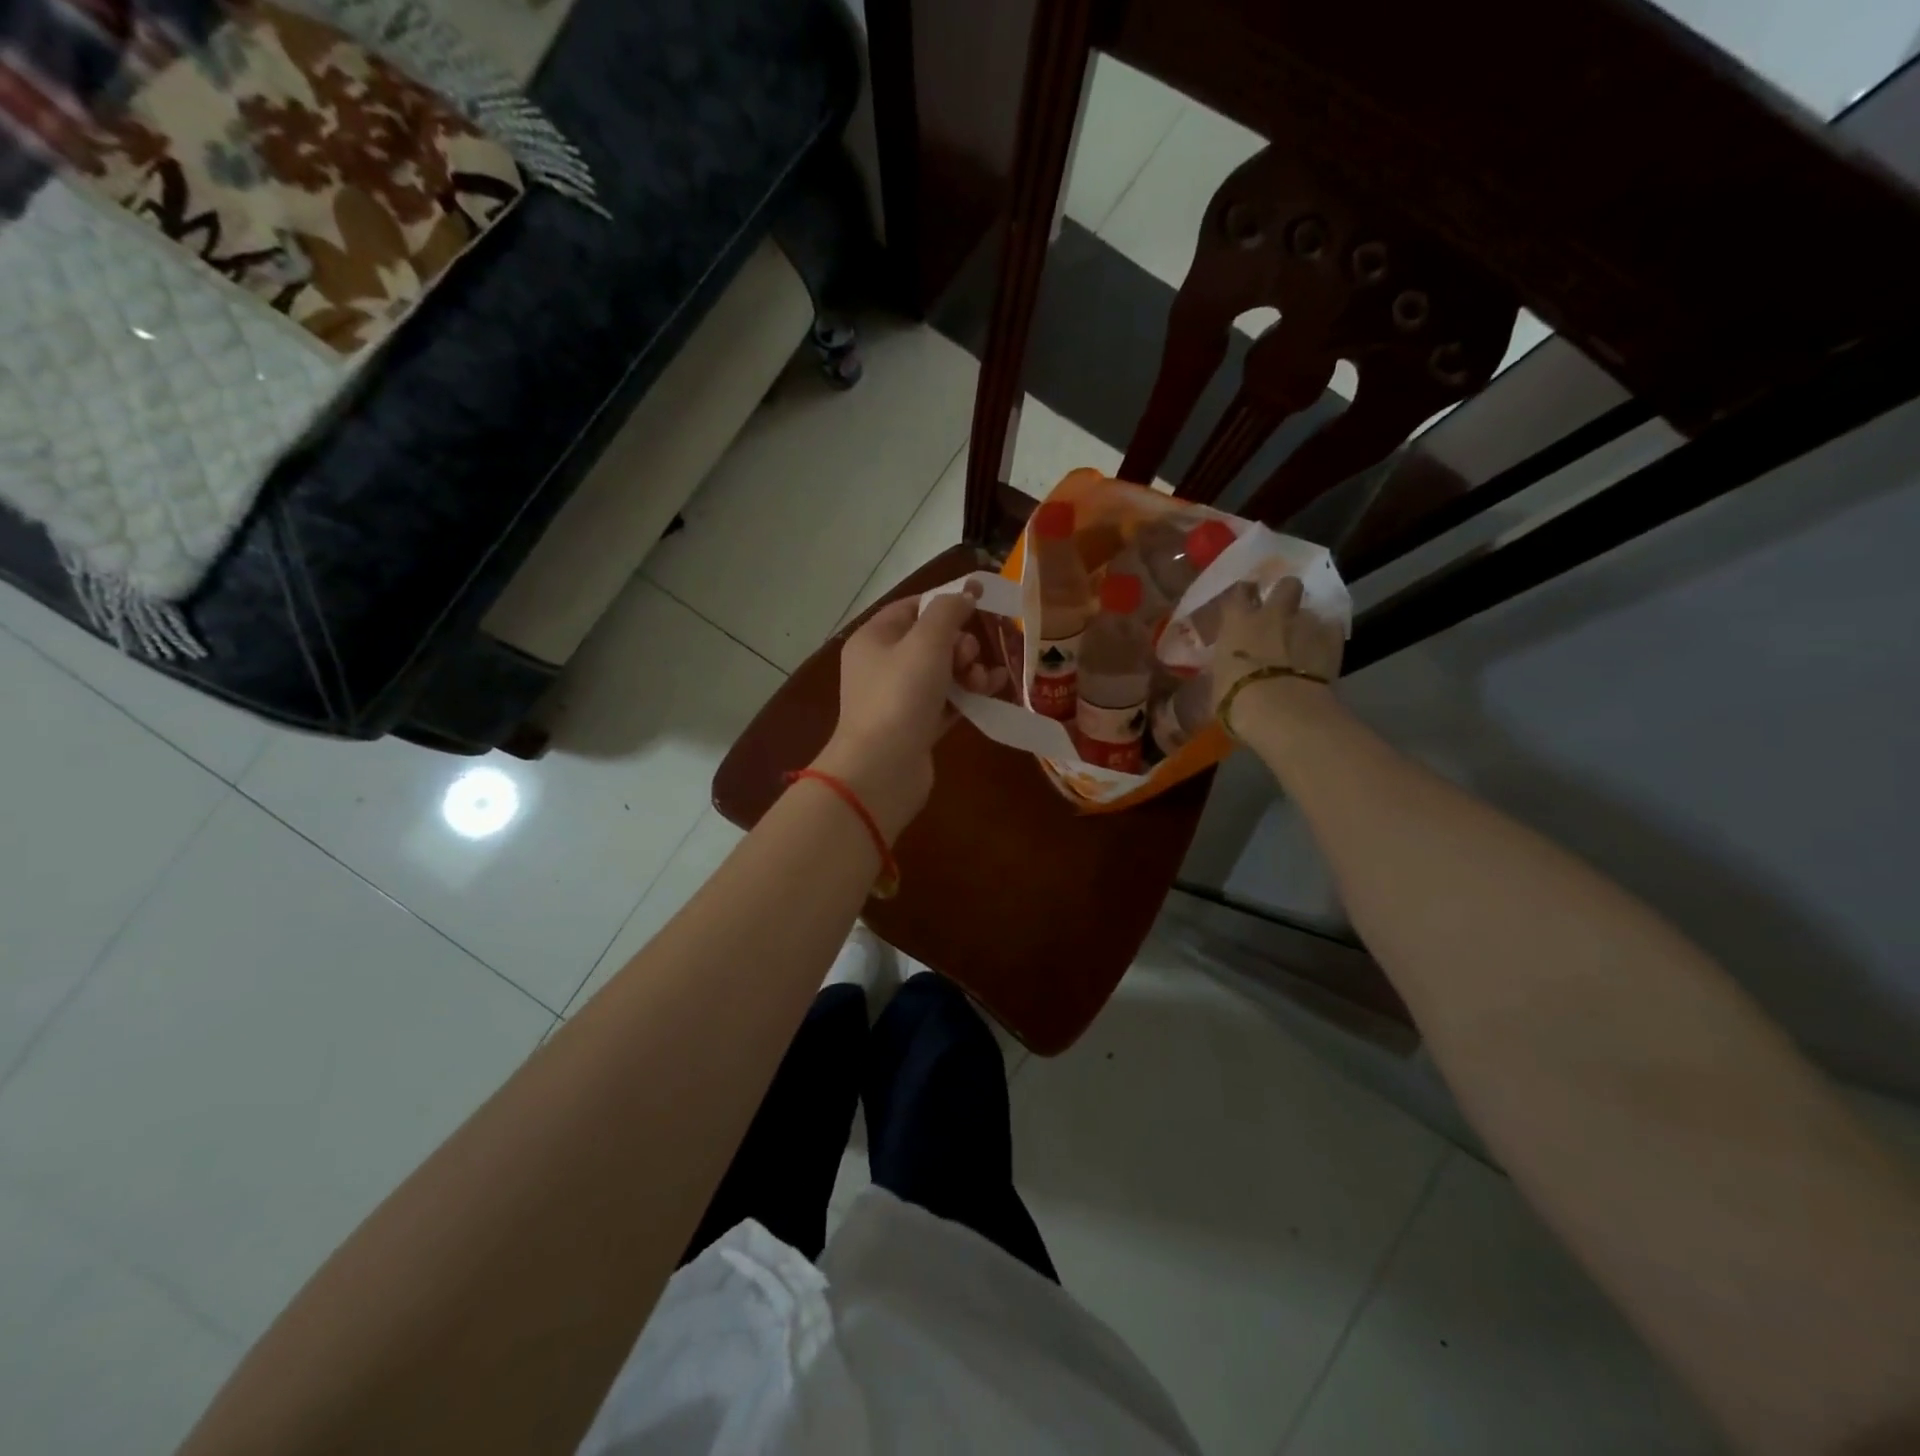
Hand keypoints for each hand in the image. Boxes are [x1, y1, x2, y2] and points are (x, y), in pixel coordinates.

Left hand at [811, 583, 1005, 838]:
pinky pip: (947, 700)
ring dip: (968, 670)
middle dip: (960, 643)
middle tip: (967, 659)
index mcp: (874, 638)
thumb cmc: (900, 696)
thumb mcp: (926, 642)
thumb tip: (965, 594)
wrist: (882, 769)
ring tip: (983, 681)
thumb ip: (948, 611)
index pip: (912, 606)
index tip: (981, 600)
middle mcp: (882, 665)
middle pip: (931, 640)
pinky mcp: (915, 726)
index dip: (946, 601)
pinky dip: (968, 694)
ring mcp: (898, 698)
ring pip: (942, 671)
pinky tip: (992, 691)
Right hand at [1210, 576, 1343, 724]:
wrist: (1281, 710)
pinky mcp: (1332, 639)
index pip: (1239, 592)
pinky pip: (1332, 629)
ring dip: (1306, 623)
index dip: (1244, 595)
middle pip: (1286, 585)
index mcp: (1238, 622)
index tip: (1245, 601)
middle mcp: (1272, 614)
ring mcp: (1305, 623)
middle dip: (1286, 594)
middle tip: (1282, 612)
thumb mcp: (1218, 681)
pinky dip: (1327, 637)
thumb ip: (1226, 666)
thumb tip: (1227, 668)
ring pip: (1310, 610)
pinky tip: (1323, 652)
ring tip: (1304, 642)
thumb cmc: (1235, 699)